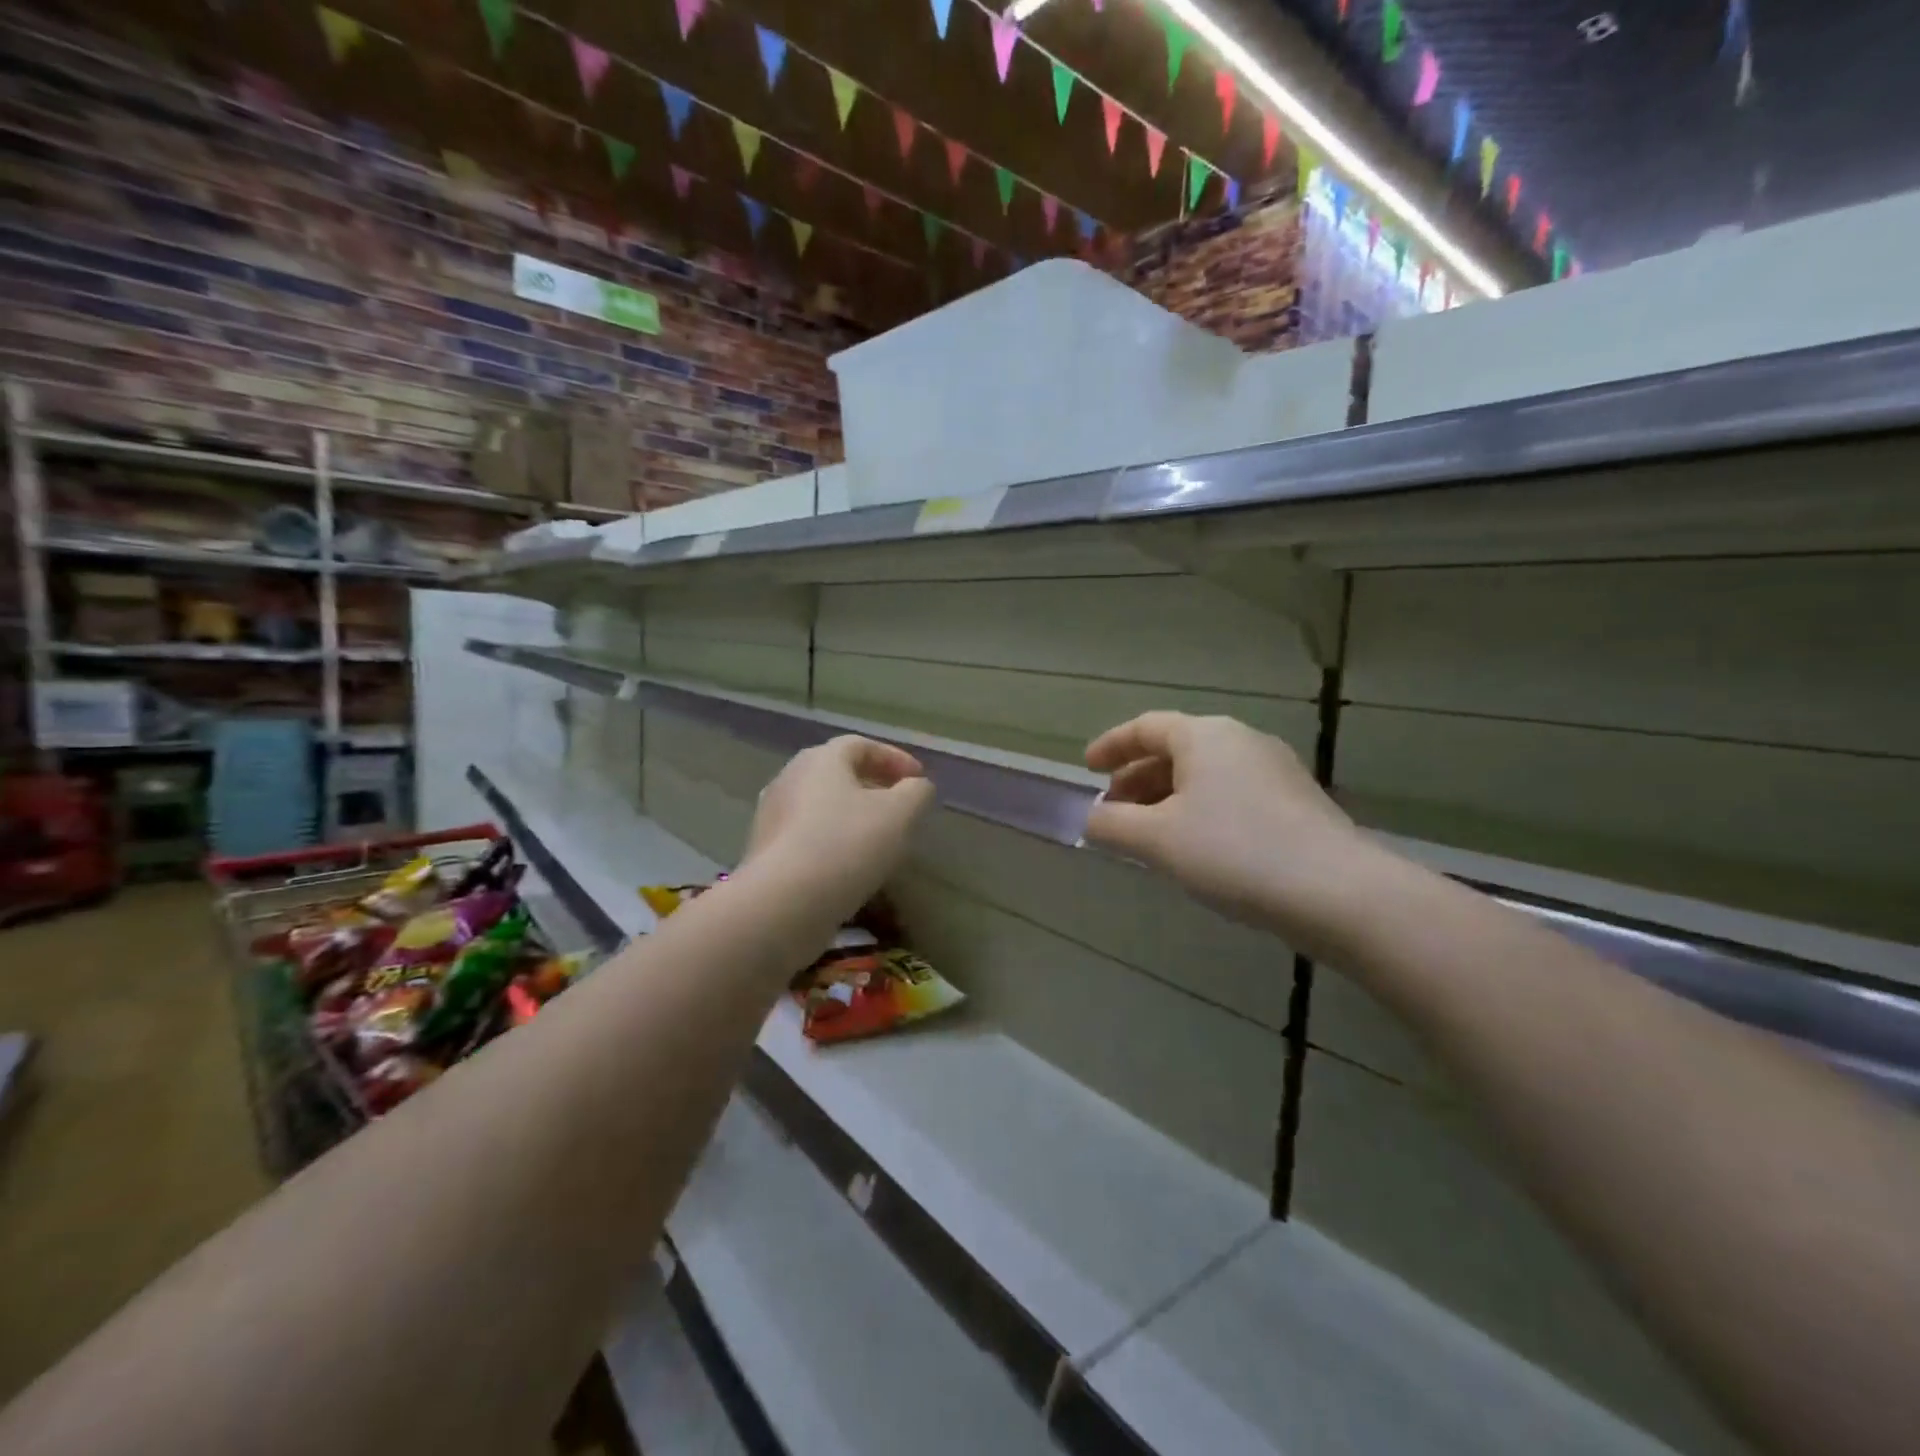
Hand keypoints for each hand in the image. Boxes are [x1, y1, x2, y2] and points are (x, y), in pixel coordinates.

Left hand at [743, 736, 935, 922]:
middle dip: (873, 785)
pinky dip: (832, 839)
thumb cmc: (846, 845)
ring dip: (851, 814)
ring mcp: (771, 814)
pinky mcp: (765, 850)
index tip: (919, 779)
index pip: (862, 745)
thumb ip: (916, 793)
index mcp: (821, 759)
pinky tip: (849, 864)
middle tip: (899, 805)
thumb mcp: (899, 814)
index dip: (895, 758)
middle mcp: (790, 777)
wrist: (783, 903)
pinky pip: (807, 834)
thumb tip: (917, 786)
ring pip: (821, 805)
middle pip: (838, 772)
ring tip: (878, 837)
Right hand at [1084, 712, 1377, 941]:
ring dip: (1167, 798)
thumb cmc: (1234, 852)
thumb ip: (1113, 826)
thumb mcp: (1158, 840)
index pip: (1146, 727)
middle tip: (1112, 811)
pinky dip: (1200, 811)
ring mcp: (1275, 770)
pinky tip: (1195, 848)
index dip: (1111, 746)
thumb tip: (1091, 819)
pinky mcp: (1295, 802)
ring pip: (1205, 775)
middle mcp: (1241, 741)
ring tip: (1147, 834)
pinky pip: (1231, 794)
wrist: (1338, 892)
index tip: (1087, 769)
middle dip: (1136, 779)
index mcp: (1205, 736)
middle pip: (1175, 750)